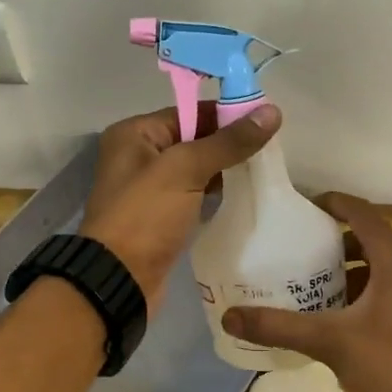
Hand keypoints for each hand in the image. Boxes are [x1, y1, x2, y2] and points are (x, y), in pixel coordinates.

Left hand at [80, 103, 279, 308]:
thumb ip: (228, 142)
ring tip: (263, 169)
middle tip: (270, 148)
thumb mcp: (186, 169)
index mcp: (135, 134)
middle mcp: (138, 156)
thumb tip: (271, 111)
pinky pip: (192, 195)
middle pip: (193, 139)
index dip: (226, 115)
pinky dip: (214, 193)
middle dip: (228, 143)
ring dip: (224, 170)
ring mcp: (149, 189)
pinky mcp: (160, 217)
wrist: (120, 280)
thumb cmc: (146, 215)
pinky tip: (242, 195)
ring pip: (195, 169)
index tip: (266, 121)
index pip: (189, 113)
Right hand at [221, 193, 391, 391]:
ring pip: (382, 264)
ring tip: (312, 283)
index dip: (330, 203)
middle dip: (333, 240)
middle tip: (296, 251)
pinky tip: (341, 318)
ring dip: (350, 268)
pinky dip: (366, 290)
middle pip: (370, 236)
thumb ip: (280, 327)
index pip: (360, 211)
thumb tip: (229, 317)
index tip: (298, 210)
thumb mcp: (331, 343)